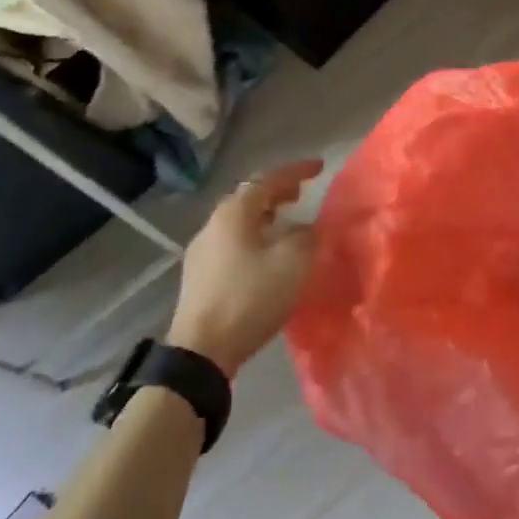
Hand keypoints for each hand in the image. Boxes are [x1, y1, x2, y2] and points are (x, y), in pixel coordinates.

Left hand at [166, 160, 322, 376]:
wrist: (202, 350)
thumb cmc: (250, 297)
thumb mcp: (293, 262)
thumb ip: (307, 236)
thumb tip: (309, 227)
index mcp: (234, 212)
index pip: (268, 179)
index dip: (296, 171)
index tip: (319, 168)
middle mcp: (213, 224)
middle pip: (249, 197)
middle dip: (277, 192)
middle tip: (301, 194)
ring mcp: (202, 251)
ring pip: (239, 221)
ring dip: (264, 216)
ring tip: (286, 222)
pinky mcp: (199, 276)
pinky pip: (232, 242)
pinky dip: (254, 237)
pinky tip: (265, 254)